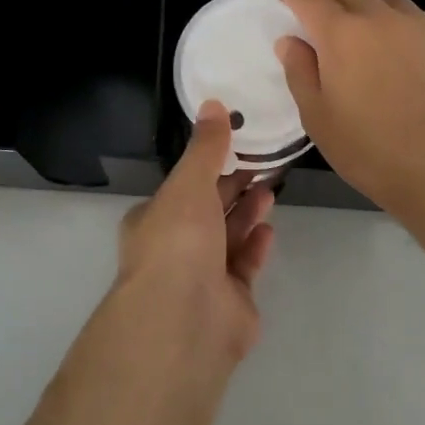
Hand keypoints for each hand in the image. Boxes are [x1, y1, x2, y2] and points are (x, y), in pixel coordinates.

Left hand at [115, 100, 276, 363]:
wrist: (184, 321)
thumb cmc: (178, 241)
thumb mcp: (190, 183)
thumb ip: (206, 147)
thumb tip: (213, 103)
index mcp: (154, 218)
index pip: (183, 186)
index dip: (208, 165)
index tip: (236, 144)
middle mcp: (174, 247)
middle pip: (208, 210)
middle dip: (233, 186)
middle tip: (263, 161)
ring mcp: (201, 278)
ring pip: (228, 237)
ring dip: (247, 212)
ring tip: (270, 187)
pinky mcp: (230, 303)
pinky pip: (244, 266)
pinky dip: (255, 246)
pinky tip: (269, 228)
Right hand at [275, 0, 424, 221]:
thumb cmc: (372, 151)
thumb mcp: (318, 119)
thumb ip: (300, 72)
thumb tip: (291, 40)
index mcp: (342, 33)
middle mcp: (381, 17)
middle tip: (321, 16)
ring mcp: (422, 25)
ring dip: (368, 8)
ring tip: (367, 36)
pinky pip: (420, 18)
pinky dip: (403, 25)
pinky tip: (407, 54)